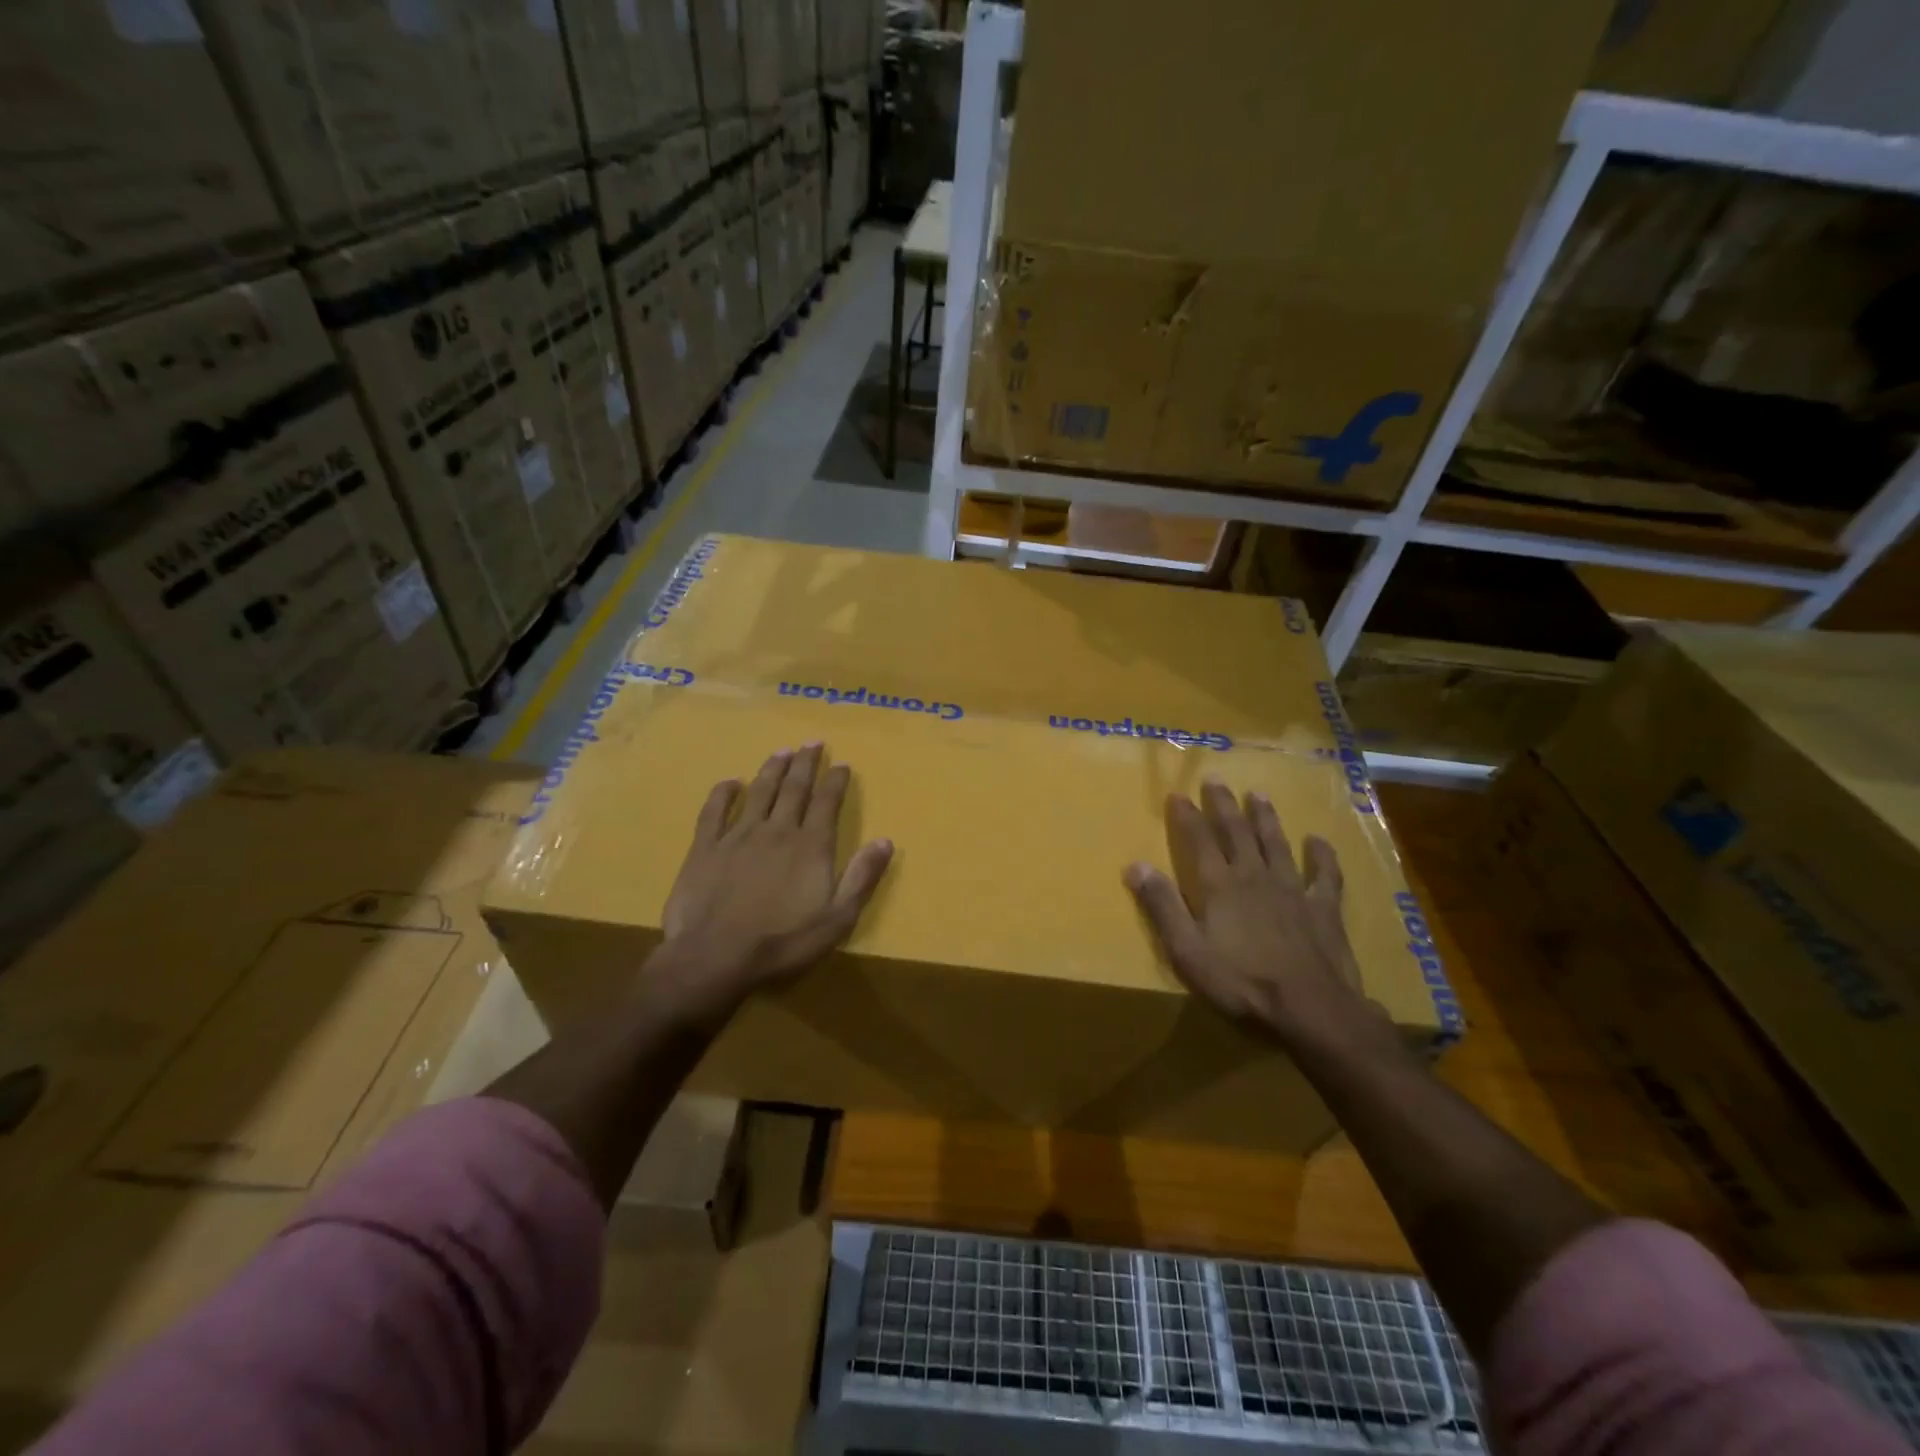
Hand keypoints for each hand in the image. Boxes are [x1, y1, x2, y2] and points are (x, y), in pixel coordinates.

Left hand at [658, 744, 892, 1019]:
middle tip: (812, 742)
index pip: (827, 803)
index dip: (836, 781)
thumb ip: (862, 877)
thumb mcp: (837, 919)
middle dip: (805, 763)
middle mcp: (777, 830)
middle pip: (794, 788)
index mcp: (811, 846)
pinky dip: (723, 793)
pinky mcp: (705, 847)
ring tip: (782, 751)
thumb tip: (885, 840)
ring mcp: (738, 835)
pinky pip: (714, 811)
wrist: (715, 957)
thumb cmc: (783, 942)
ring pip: (759, 792)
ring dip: (772, 769)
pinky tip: (730, 783)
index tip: (841, 763)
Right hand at [1124, 779, 1386, 1051]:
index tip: (1177, 793)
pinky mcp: (1323, 908)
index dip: (1187, 816)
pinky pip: (1324, 875)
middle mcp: (1254, 876)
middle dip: (1223, 804)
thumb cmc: (1241, 981)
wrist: (1311, 1008)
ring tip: (1259, 795)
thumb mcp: (1187, 950)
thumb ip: (1162, 906)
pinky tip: (1318, 841)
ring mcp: (1292, 889)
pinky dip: (1321, 856)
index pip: (1199, 840)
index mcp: (1219, 886)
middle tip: (1216, 779)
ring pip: (1276, 844)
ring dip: (1266, 818)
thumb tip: (1135, 865)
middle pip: (1236, 832)